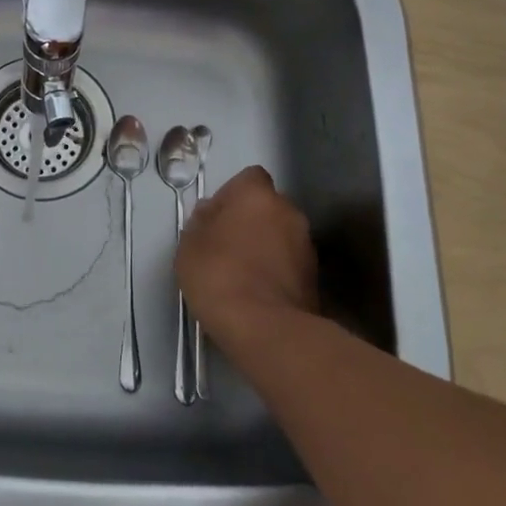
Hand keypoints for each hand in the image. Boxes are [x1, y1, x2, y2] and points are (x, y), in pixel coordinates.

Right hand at [175, 166, 316, 349]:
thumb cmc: (219, 275)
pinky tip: (258, 293)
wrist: (265, 328)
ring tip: (243, 274)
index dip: (231, 195)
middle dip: (251, 221)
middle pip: (267, 206)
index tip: (215, 218)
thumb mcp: (190, 245)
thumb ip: (202, 222)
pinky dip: (277, 271)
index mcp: (257, 195)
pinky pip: (289, 263)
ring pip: (281, 235)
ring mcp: (306, 245)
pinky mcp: (315, 277)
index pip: (249, 178)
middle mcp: (288, 211)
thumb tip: (212, 214)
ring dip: (266, 246)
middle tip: (227, 246)